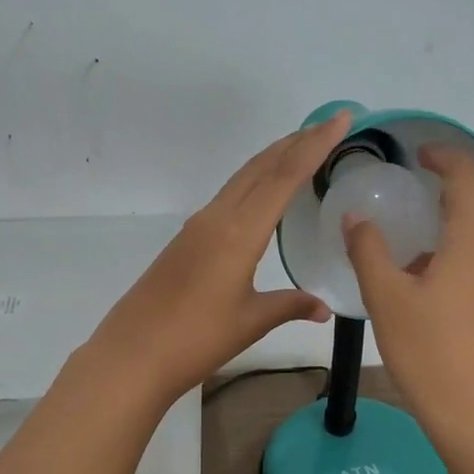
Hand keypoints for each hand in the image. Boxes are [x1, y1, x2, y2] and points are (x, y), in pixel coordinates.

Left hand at [84, 112, 351, 401]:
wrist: (132, 355)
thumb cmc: (196, 339)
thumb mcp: (250, 322)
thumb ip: (290, 306)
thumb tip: (324, 308)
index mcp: (239, 232)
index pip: (284, 177)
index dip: (315, 145)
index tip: (341, 118)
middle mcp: (217, 218)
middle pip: (260, 168)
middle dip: (296, 142)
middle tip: (328, 126)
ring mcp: (198, 227)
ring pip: (241, 180)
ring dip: (272, 160)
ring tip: (301, 150)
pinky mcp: (186, 241)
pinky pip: (228, 198)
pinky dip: (254, 184)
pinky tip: (263, 196)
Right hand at [344, 146, 473, 454]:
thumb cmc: (430, 352)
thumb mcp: (386, 300)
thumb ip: (369, 252)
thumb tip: (356, 219)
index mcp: (471, 244)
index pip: (468, 180)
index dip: (446, 157)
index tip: (420, 155)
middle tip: (435, 200)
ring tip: (427, 250)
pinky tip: (437, 290)